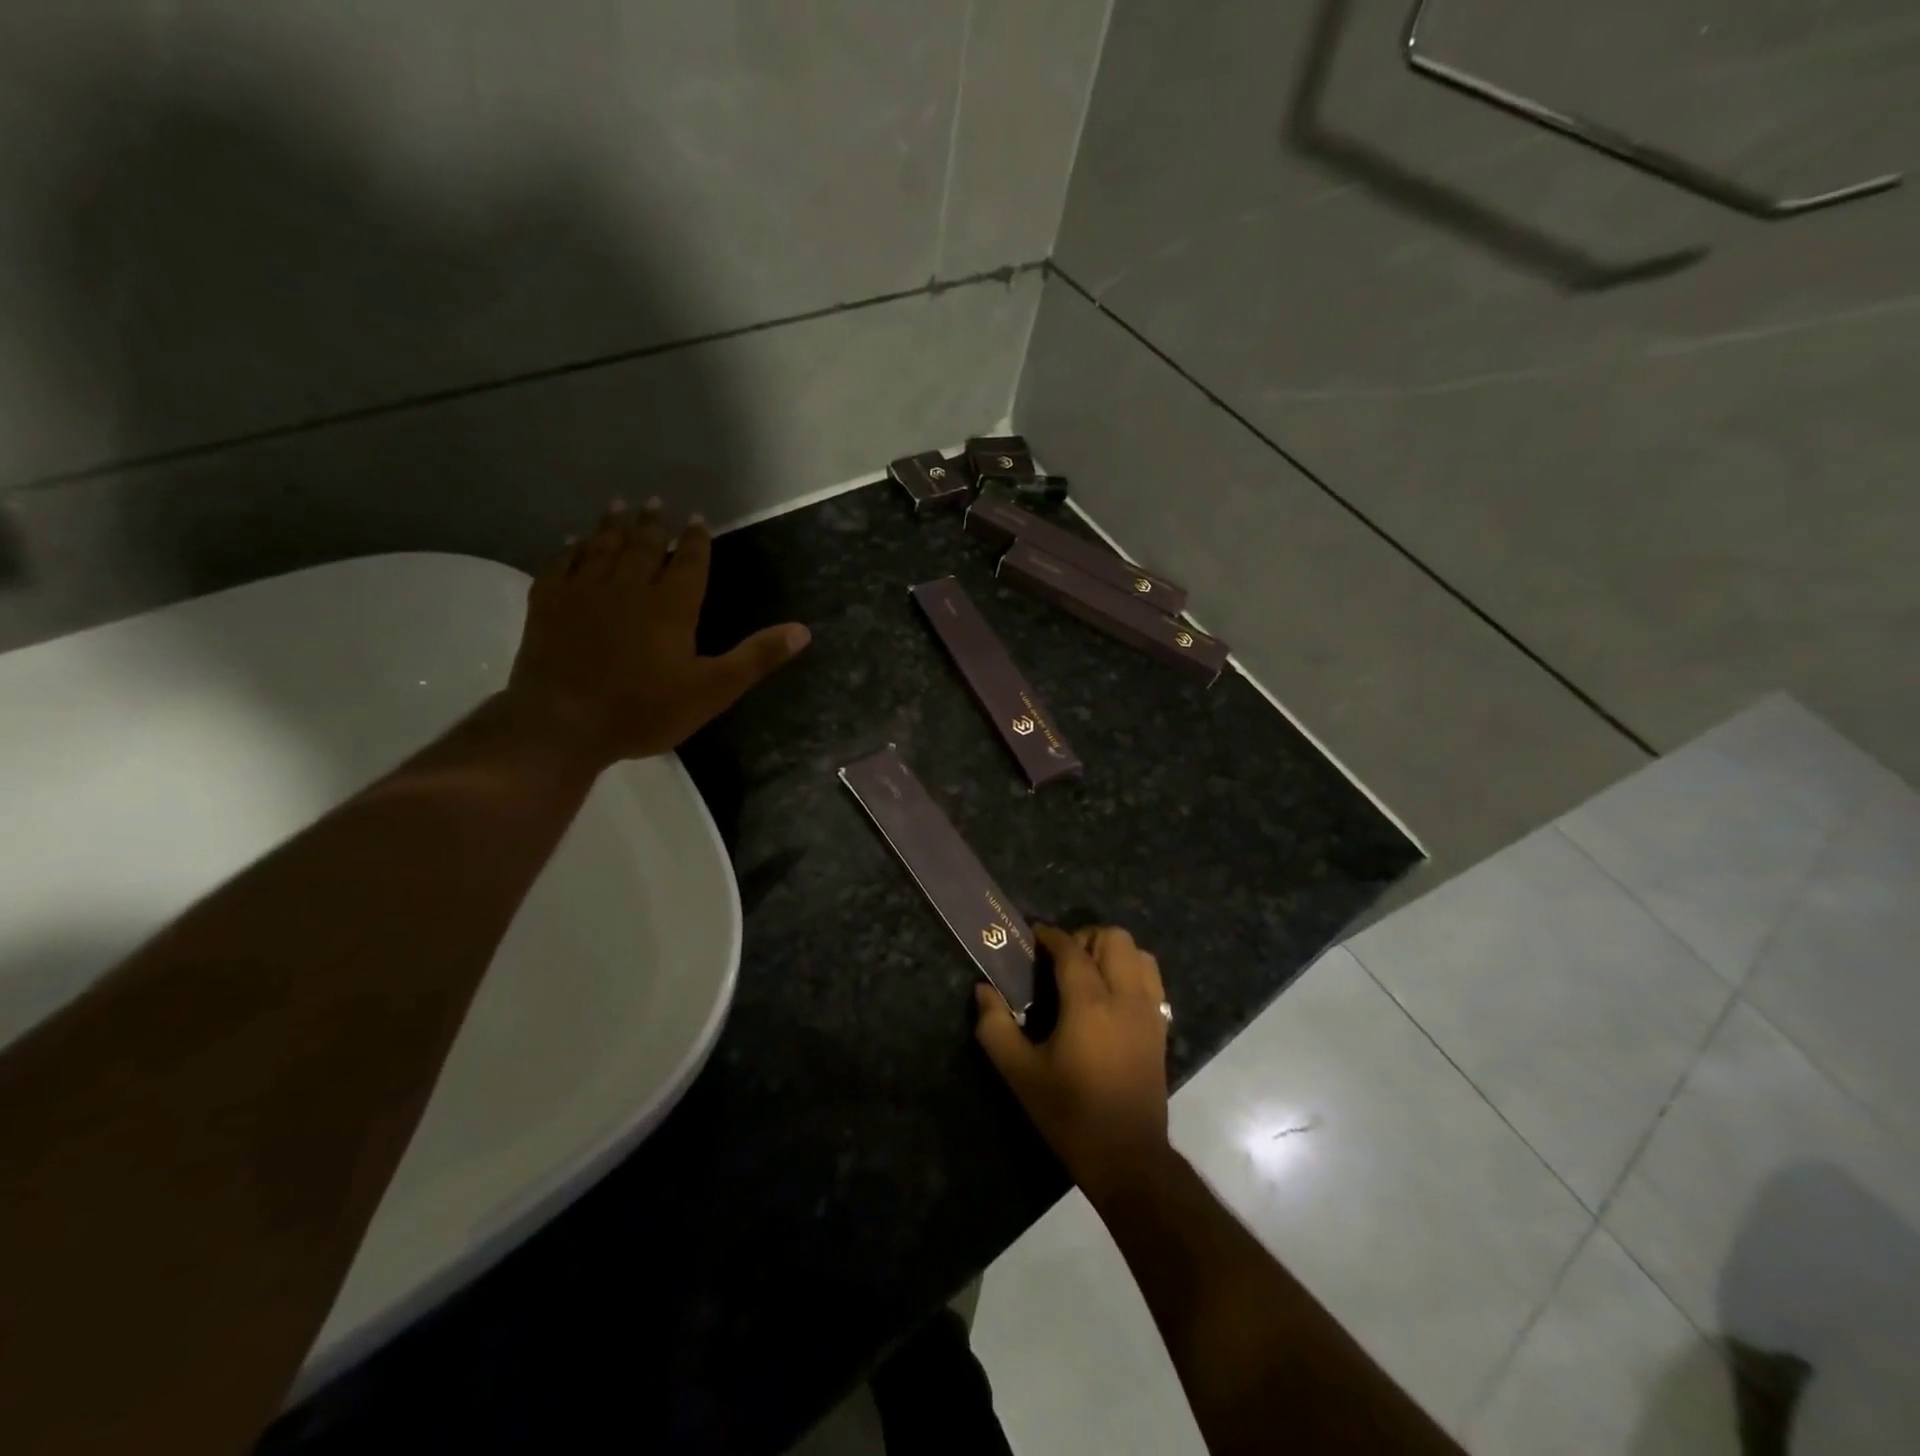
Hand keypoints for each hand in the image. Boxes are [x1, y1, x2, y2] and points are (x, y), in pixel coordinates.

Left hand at [507, 499, 809, 764]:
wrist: (563, 723)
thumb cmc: (644, 710)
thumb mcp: (713, 690)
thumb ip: (756, 657)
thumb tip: (803, 630)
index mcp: (671, 606)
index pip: (689, 563)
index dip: (696, 541)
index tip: (698, 519)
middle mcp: (628, 588)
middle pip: (643, 547)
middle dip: (652, 524)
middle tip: (655, 502)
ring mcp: (584, 593)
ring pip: (601, 548)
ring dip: (612, 526)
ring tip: (618, 506)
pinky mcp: (548, 605)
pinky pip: (560, 565)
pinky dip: (568, 549)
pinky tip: (571, 541)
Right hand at [975, 924, 1170, 1201]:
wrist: (1127, 1157)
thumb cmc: (1069, 1114)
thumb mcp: (1020, 1074)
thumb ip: (995, 1027)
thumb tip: (983, 990)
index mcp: (1089, 1004)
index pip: (1071, 949)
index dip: (1050, 935)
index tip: (1032, 936)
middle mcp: (1125, 997)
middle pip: (1114, 938)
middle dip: (1085, 937)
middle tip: (1060, 960)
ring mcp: (1149, 1012)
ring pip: (1140, 953)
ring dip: (1112, 952)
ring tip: (1088, 973)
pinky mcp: (1161, 1028)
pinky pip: (1152, 979)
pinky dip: (1132, 971)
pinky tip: (1110, 995)